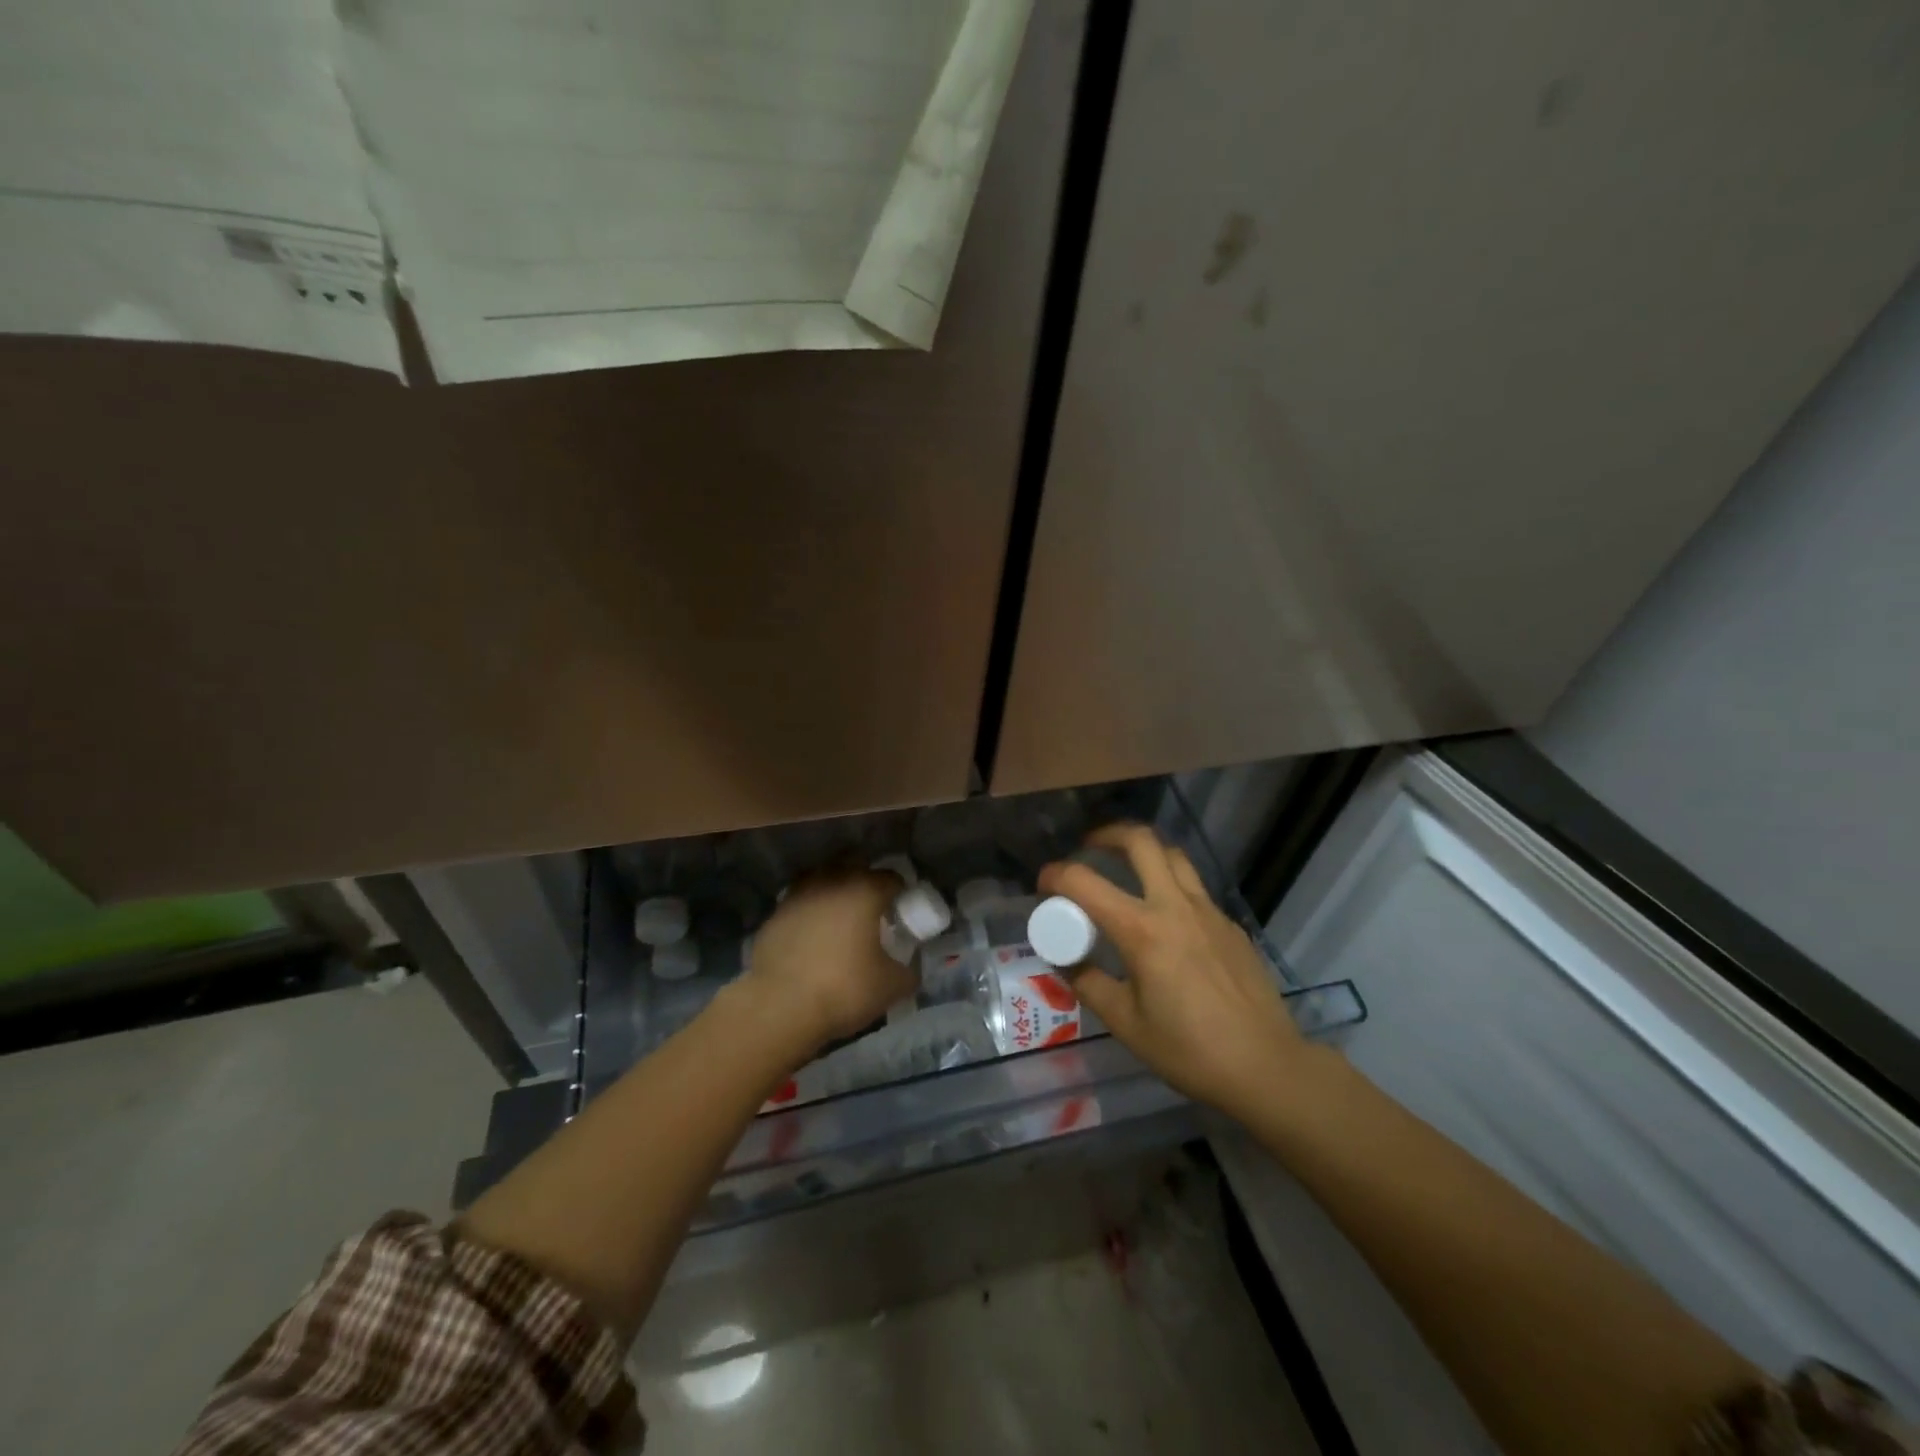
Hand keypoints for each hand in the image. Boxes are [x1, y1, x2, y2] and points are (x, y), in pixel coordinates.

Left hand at [738, 869, 915, 1048]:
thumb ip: (909, 970)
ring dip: (833, 889)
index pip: (892, 877)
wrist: (779, 1006)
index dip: (901, 892)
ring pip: (821, 878)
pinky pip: (799, 902)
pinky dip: (809, 910)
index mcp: (864, 890)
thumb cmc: (843, 988)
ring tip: (839, 916)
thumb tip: (910, 967)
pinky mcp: (774, 914)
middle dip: (865, 879)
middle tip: (872, 907)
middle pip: (854, 865)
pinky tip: (812, 934)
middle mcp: (831, 882)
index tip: (903, 910)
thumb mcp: (892, 987)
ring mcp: (798, 895)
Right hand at [1038, 825, 1321, 1121]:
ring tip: (1126, 868)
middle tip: (1089, 848)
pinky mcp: (1229, 924)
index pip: (1085, 882)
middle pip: (1141, 841)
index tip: (1043, 885)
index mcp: (1142, 930)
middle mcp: (1175, 906)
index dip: (1055, 875)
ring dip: (1143, 851)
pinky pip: (1194, 887)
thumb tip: (1064, 962)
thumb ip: (1089, 984)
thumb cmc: (1189, 1050)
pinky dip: (1170, 884)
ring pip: (1173, 855)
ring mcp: (1208, 911)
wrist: (1266, 1066)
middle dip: (1107, 834)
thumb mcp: (1126, 1023)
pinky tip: (1165, 918)